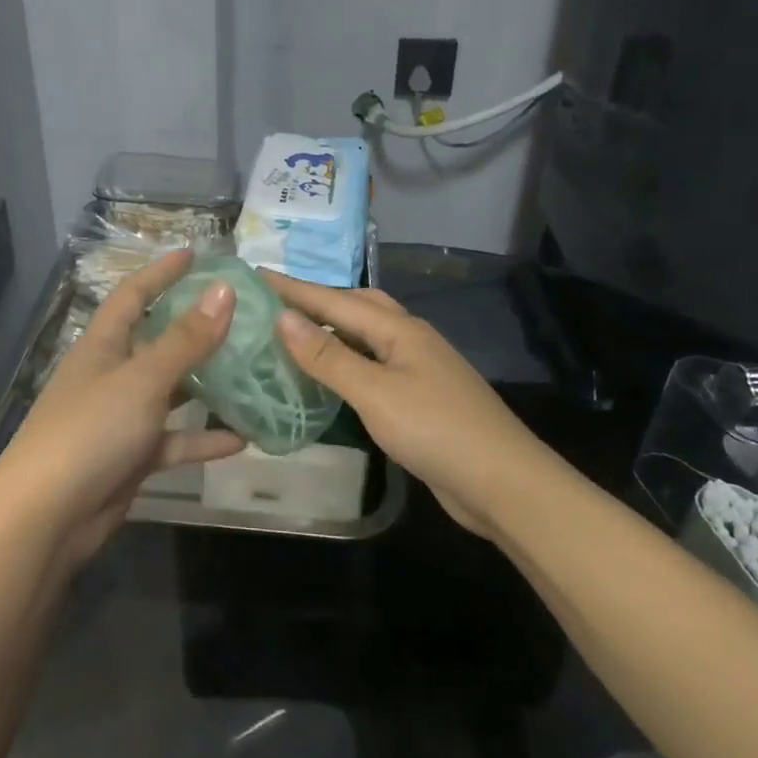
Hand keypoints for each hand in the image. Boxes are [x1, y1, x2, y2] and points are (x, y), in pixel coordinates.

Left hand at [0, 250, 244, 564]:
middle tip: (239, 315)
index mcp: (103, 346)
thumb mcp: (143, 379)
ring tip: (251, 372)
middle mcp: (111, 375)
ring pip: (170, 392)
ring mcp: (120, 418)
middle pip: (156, 342)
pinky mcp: (130, 458)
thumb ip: (186, 339)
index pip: (133, 296)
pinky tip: (241, 439)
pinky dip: (202, 439)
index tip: (194, 255)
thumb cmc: (91, 431)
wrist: (46, 517)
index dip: (161, 273)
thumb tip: (225, 290)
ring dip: (206, 385)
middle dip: (194, 328)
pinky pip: (173, 440)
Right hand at [264, 274, 553, 539]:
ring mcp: (419, 368)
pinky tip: (332, 376)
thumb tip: (284, 318)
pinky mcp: (421, 396)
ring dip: (333, 329)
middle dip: (317, 300)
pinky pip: (375, 364)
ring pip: (367, 335)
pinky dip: (347, 360)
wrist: (503, 483)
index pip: (335, 300)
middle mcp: (410, 339)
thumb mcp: (374, 393)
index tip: (255, 274)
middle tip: (276, 304)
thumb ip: (328, 357)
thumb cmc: (436, 431)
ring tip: (296, 334)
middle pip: (357, 306)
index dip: (293, 288)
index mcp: (399, 329)